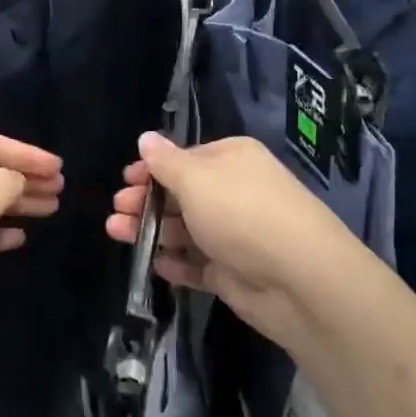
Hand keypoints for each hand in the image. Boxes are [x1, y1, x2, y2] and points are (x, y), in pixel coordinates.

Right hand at [104, 132, 364, 354]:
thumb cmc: (241, 213)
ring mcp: (234, 234)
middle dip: (145, 202)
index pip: (184, 159)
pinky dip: (176, 264)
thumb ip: (165, 161)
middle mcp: (234, 192)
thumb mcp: (195, 178)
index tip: (125, 180)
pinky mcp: (234, 272)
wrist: (299, 278)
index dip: (152, 169)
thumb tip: (146, 137)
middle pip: (180, 195)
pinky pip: (198, 264)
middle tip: (117, 212)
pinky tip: (154, 264)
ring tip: (118, 234)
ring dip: (151, 231)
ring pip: (184, 230)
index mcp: (231, 159)